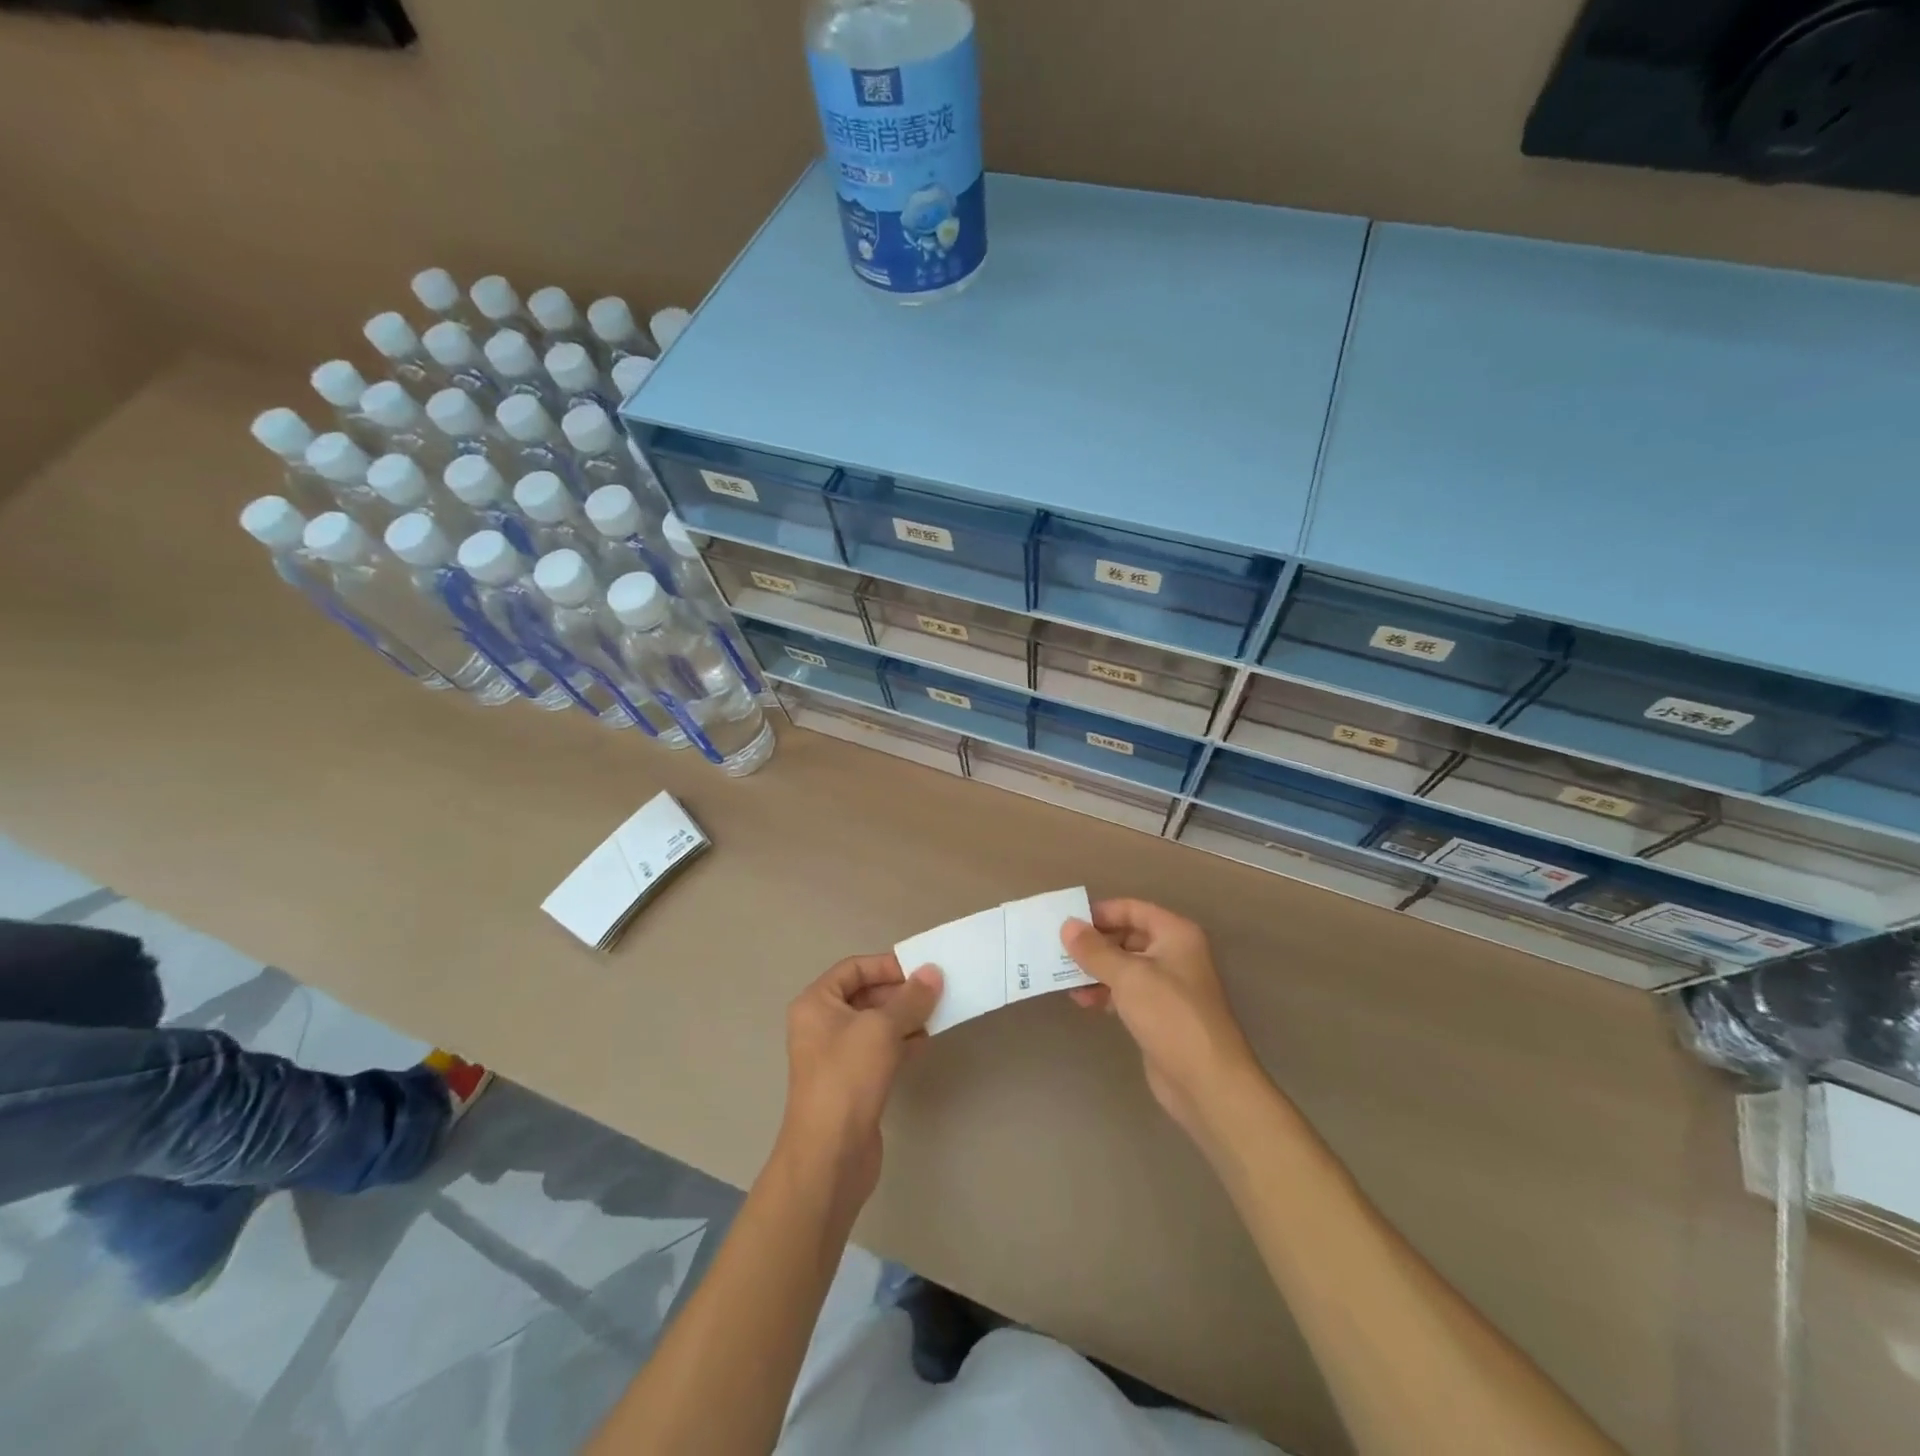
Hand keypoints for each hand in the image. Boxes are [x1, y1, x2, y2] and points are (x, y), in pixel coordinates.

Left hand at [777, 954, 942, 1208]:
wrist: (830, 1155)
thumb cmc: (848, 1077)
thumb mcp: (882, 1028)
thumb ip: (911, 998)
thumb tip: (933, 972)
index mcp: (816, 1003)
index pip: (854, 968)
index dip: (887, 965)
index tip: (922, 970)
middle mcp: (821, 1025)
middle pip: (866, 995)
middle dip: (900, 993)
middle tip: (936, 992)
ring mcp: (836, 1056)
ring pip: (875, 1024)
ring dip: (905, 1018)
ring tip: (937, 1016)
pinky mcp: (852, 1083)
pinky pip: (879, 1050)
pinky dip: (901, 1042)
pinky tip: (924, 1043)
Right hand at [1063, 900, 1262, 1142]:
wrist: (1206, 1081)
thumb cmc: (1170, 1015)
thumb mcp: (1128, 976)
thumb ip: (1095, 950)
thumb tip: (1067, 926)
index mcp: (1175, 934)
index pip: (1132, 909)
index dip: (1100, 913)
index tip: (1067, 922)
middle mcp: (1174, 954)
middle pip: (1127, 936)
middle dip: (1095, 943)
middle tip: (1059, 950)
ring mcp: (1168, 985)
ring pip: (1124, 966)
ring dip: (1096, 970)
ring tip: (1064, 978)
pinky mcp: (1159, 1014)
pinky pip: (1126, 992)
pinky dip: (1105, 992)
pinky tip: (1083, 1001)